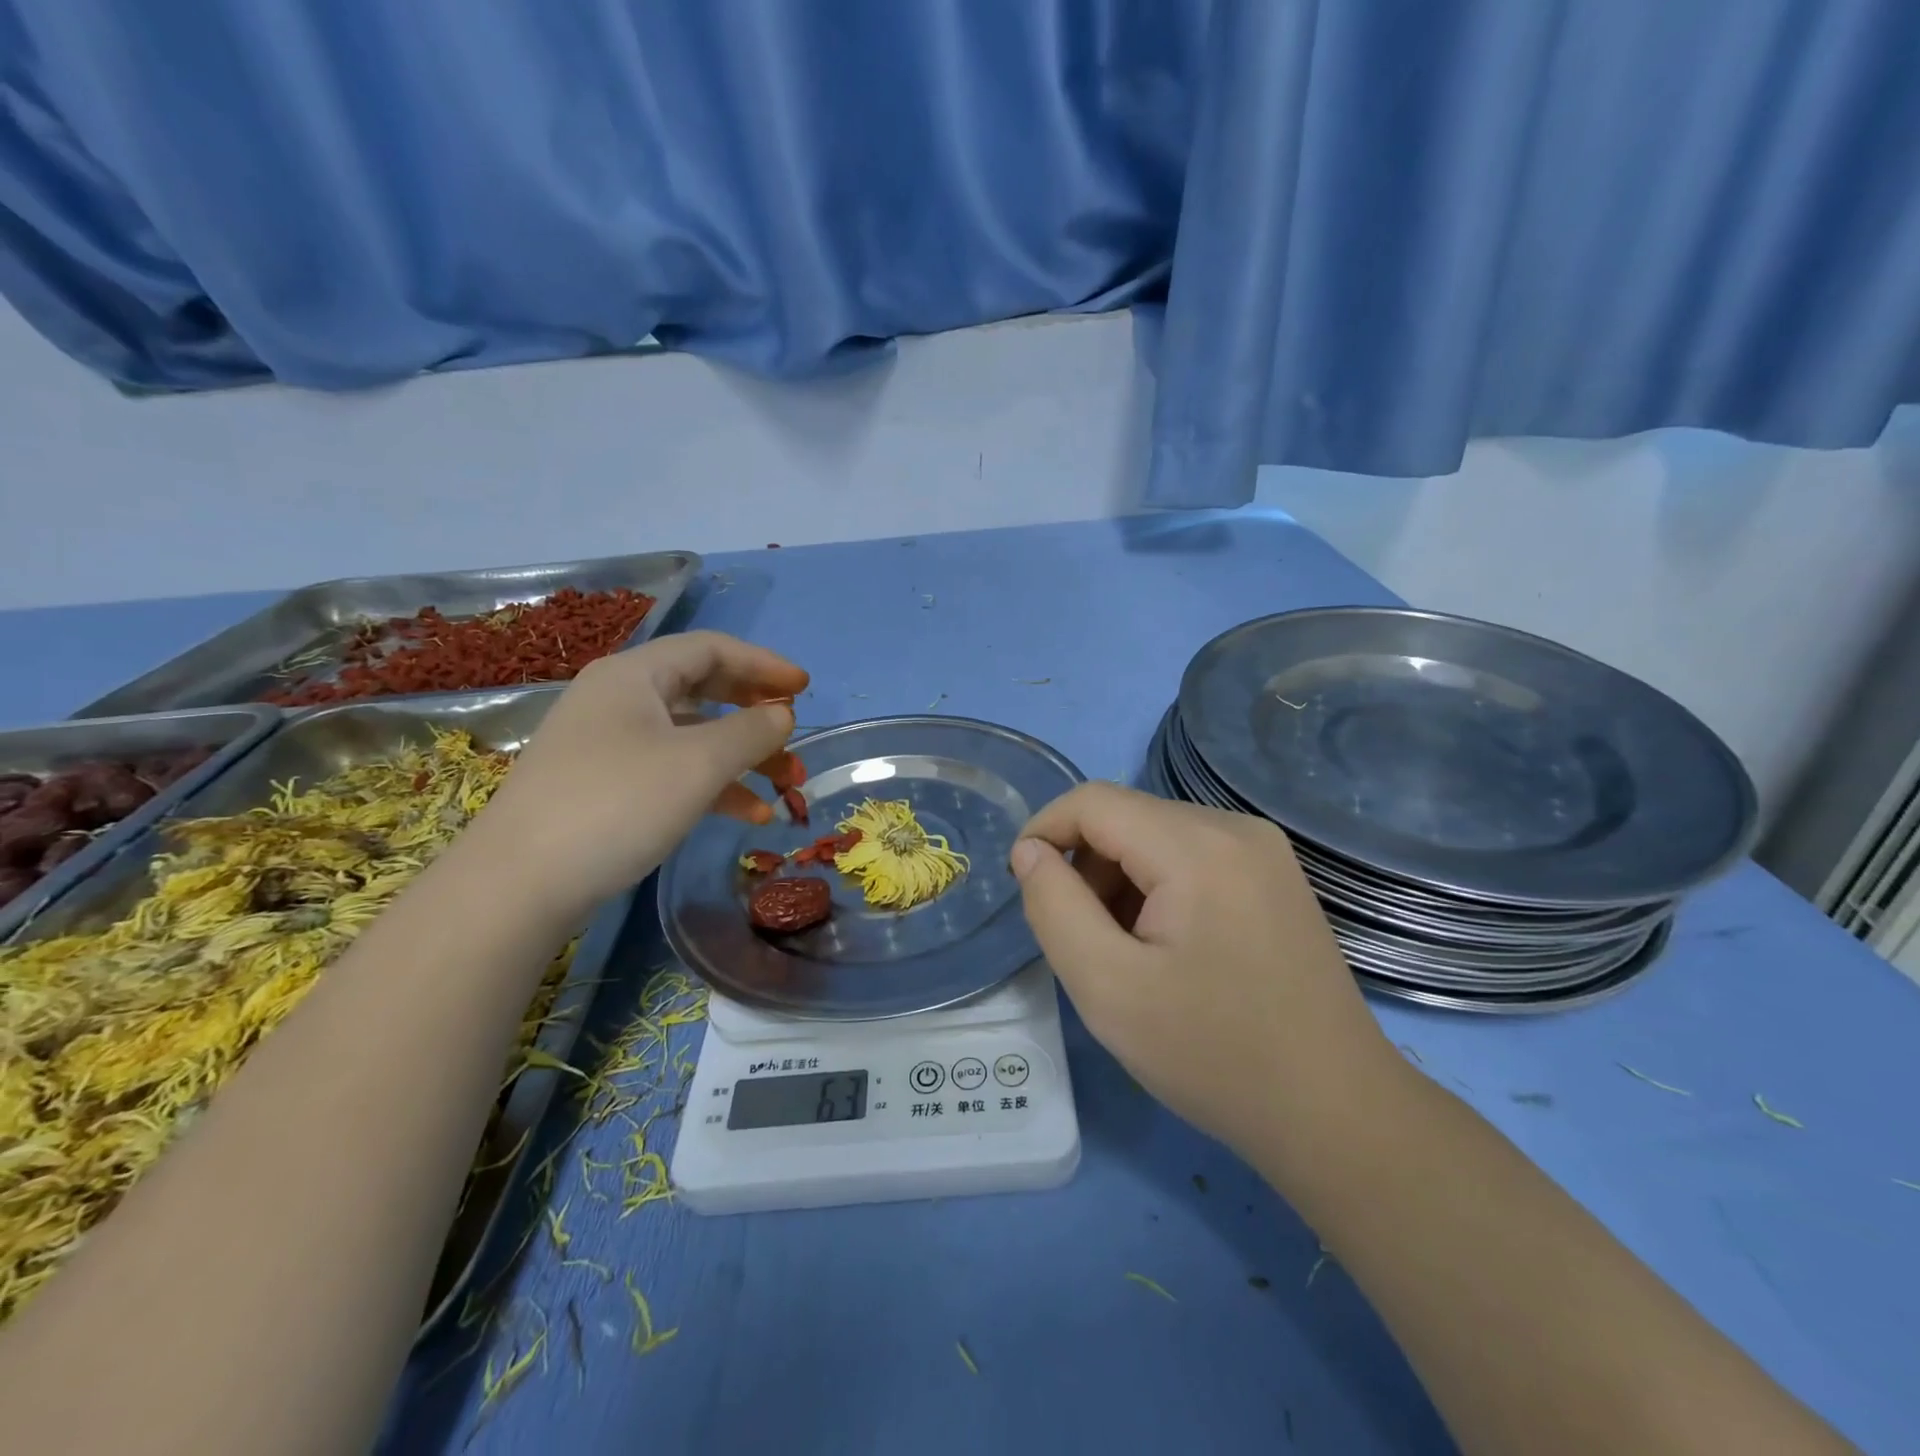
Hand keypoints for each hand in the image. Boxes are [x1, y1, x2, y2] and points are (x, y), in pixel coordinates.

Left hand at [462, 631, 808, 919]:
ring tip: (786, 786)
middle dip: (756, 714)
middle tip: (794, 736)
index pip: (712, 649)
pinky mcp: (603, 787)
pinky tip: (748, 815)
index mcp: (634, 675)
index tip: (806, 689)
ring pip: (691, 736)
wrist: (517, 885)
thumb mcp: (698, 763)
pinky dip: (713, 786)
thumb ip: (751, 731)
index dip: (764, 664)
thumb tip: (783, 714)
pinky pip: (671, 771)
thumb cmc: (617, 804)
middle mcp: (618, 699)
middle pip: (703, 690)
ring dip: (742, 757)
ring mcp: (607, 745)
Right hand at [1010, 783, 1394, 1161]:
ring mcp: (1264, 850)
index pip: (1093, 801)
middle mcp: (1236, 828)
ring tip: (1126, 951)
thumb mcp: (1107, 987)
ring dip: (1120, 879)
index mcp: (1197, 846)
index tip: (1025, 887)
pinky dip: (1158, 887)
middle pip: (1127, 817)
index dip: (1044, 831)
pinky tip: (1168, 947)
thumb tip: (1031, 852)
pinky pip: (1192, 856)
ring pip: (1157, 836)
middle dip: (1086, 866)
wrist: (1335, 1112)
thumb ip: (1054, 907)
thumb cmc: (1213, 1054)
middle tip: (1082, 939)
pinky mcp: (1275, 876)